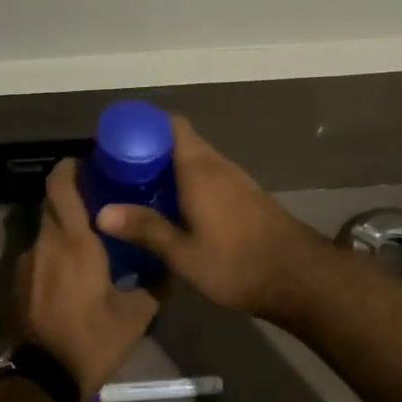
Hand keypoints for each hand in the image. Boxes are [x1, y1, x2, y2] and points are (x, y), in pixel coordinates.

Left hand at [15, 159, 157, 395]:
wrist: (41, 379)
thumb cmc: (92, 339)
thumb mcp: (135, 315)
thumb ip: (154, 285)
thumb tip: (169, 268)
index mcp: (74, 240)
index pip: (60, 185)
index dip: (70, 167)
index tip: (90, 165)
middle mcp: (46, 243)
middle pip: (53, 203)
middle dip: (73, 196)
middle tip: (101, 201)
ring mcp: (27, 263)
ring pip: (46, 230)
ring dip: (65, 228)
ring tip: (91, 241)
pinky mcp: (19, 283)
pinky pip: (40, 254)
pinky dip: (55, 253)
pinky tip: (73, 272)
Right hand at [96, 115, 340, 323]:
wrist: (300, 276)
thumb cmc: (236, 263)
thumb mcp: (183, 253)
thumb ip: (145, 229)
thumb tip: (101, 212)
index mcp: (199, 169)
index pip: (171, 125)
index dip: (145, 125)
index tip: (119, 140)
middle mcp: (218, 165)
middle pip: (180, 141)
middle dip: (151, 150)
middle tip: (121, 170)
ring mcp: (236, 180)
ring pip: (196, 159)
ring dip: (170, 167)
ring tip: (141, 188)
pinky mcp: (246, 196)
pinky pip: (210, 176)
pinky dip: (188, 181)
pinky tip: (175, 207)